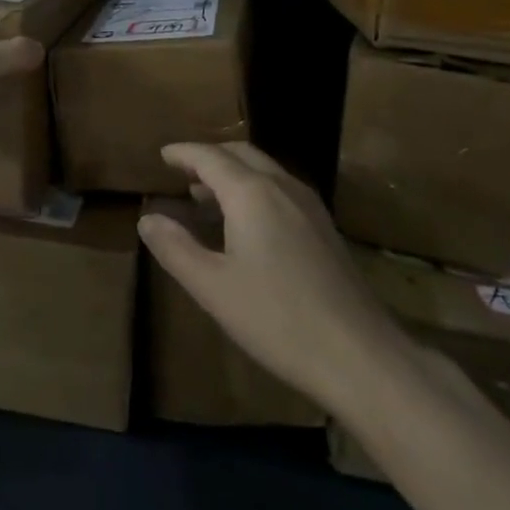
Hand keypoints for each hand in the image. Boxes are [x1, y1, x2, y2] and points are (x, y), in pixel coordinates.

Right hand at [138, 142, 397, 414]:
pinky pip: (280, 189)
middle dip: (209, 157)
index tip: (162, 155)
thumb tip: (148, 218)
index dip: (183, 153)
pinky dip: (254, 189)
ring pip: (264, 170)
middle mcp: (282, 187)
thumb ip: (175, 248)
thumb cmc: (278, 319)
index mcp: (251, 193)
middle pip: (240, 154)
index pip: (209, 157)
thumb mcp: (212, 287)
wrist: (361, 357)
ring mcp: (309, 206)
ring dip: (232, 173)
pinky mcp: (325, 228)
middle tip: (181, 171)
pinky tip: (246, 222)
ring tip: (205, 195)